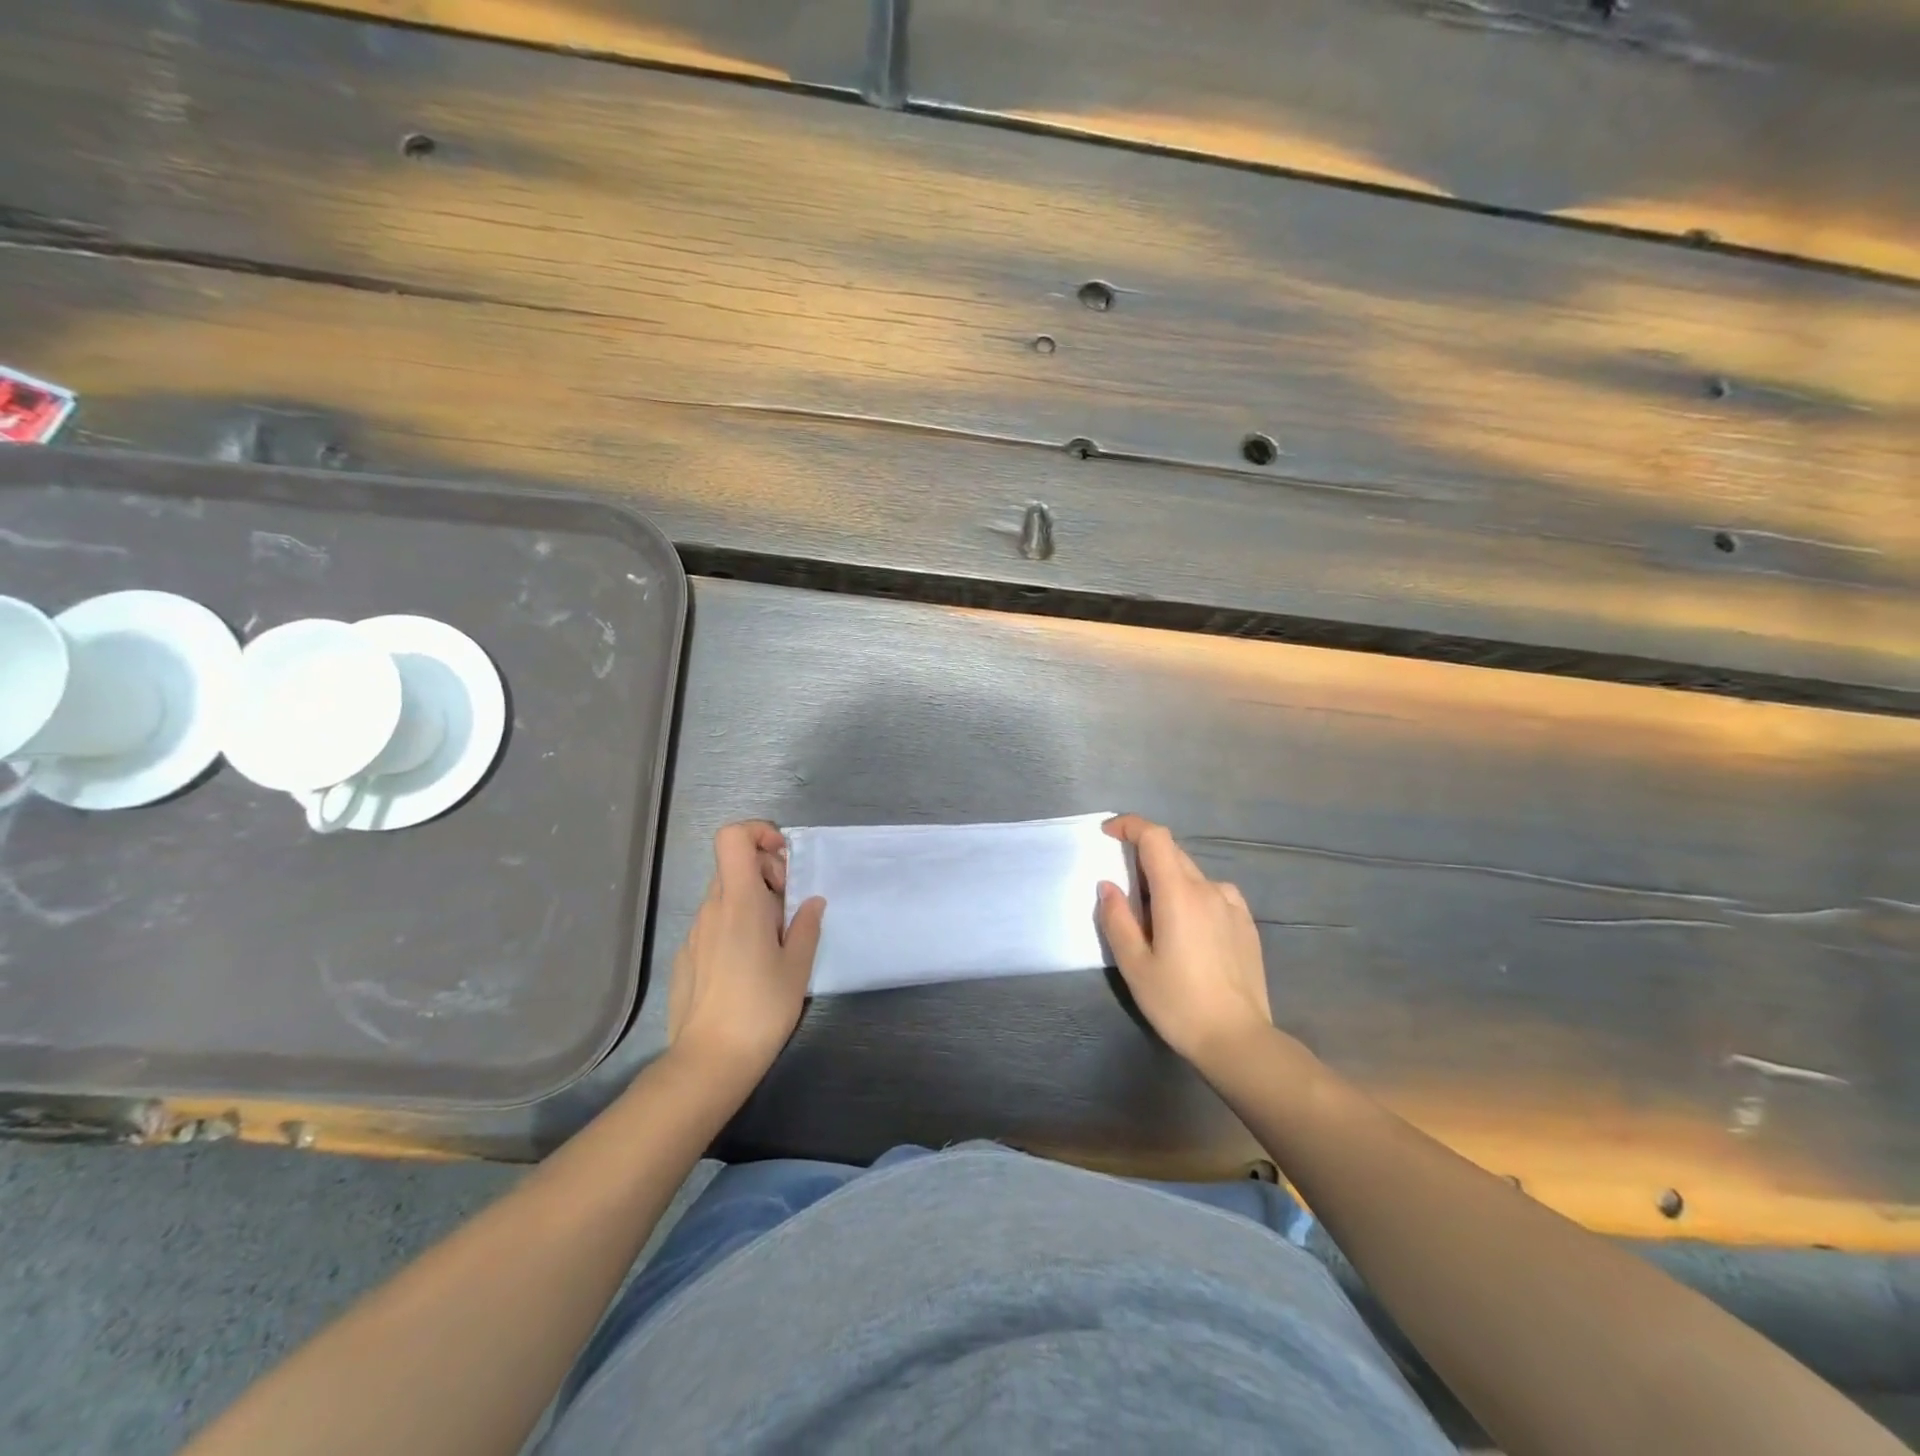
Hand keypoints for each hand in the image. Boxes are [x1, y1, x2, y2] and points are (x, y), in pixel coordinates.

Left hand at [667, 820, 826, 1080]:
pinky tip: (748, 967)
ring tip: (774, 944)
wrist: (709, 1061)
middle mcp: (712, 909)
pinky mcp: (686, 956)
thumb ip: (806, 925)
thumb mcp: (798, 966)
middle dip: (767, 876)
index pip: (733, 837)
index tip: (783, 860)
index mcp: (740, 902)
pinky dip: (736, 928)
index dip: (758, 833)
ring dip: (753, 904)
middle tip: (790, 913)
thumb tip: (811, 902)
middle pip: (735, 866)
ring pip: (726, 897)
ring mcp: (694, 933)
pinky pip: (714, 924)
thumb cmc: (761, 1008)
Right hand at [1097, 814, 1273, 1071]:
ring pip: (1193, 875)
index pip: (1155, 837)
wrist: (1238, 1040)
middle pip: (1172, 854)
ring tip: (1156, 919)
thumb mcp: (1134, 964)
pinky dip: (1193, 897)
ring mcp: (1232, 905)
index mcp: (1178, 893)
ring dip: (1169, 881)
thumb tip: (1108, 886)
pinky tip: (1189, 929)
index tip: (1109, 834)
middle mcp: (1209, 889)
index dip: (1130, 826)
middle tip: (1124, 891)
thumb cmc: (1178, 1002)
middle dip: (1144, 858)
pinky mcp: (1246, 924)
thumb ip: (1116, 919)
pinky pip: (1213, 894)